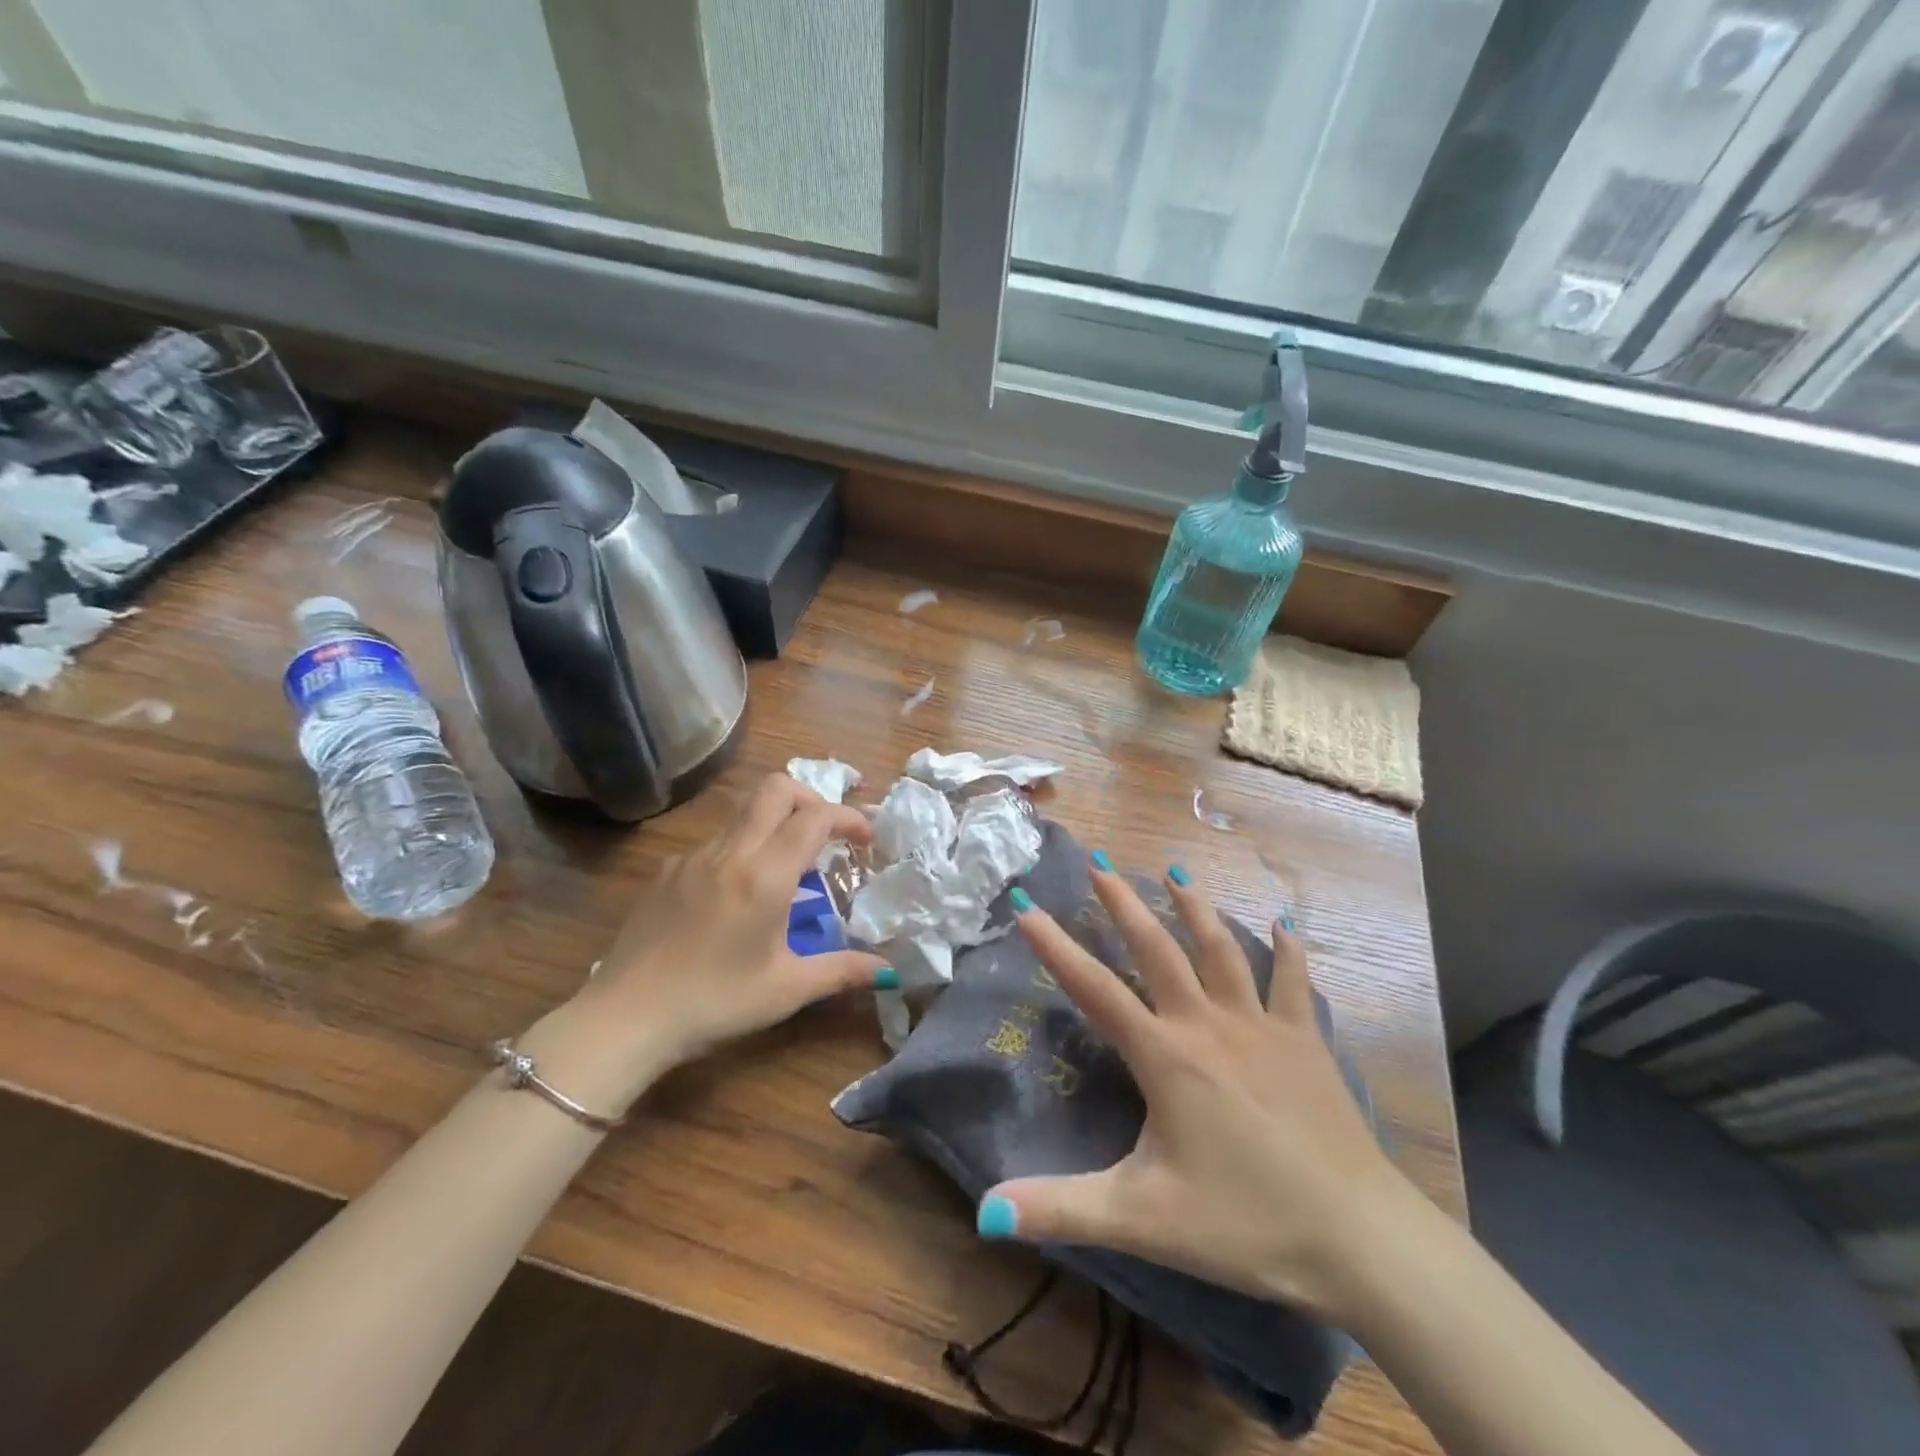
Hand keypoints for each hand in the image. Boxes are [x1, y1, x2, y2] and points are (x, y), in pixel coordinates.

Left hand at [521, 775, 889, 1115]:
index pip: (816, 816)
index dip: (848, 818)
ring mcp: (693, 857)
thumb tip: (888, 971)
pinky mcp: (668, 871)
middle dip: (811, 799)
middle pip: (775, 788)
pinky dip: (741, 849)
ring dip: (775, 823)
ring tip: (787, 870)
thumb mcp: (787, 990)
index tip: (865, 840)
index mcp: (765, 875)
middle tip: (826, 836)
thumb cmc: (715, 1003)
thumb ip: (842, 972)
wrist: (626, 1018)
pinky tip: (737, 895)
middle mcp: (730, 852)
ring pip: (744, 812)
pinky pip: (716, 842)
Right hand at [980, 859, 1418, 1322]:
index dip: (1056, 947)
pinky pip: (1294, 983)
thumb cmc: (1246, 1223)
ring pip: (1221, 950)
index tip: (1027, 907)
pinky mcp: (1305, 1042)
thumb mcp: (1141, 1221)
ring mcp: (1260, 1027)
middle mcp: (1207, 1024)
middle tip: (1100, 863)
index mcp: (1165, 1056)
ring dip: (1195, 908)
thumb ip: (1059, 1210)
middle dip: (1123, 903)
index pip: (1095, 990)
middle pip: (1157, 949)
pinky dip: (1287, 951)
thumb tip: (985, 1212)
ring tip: (1175, 872)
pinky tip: (1283, 924)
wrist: (1360, 1240)